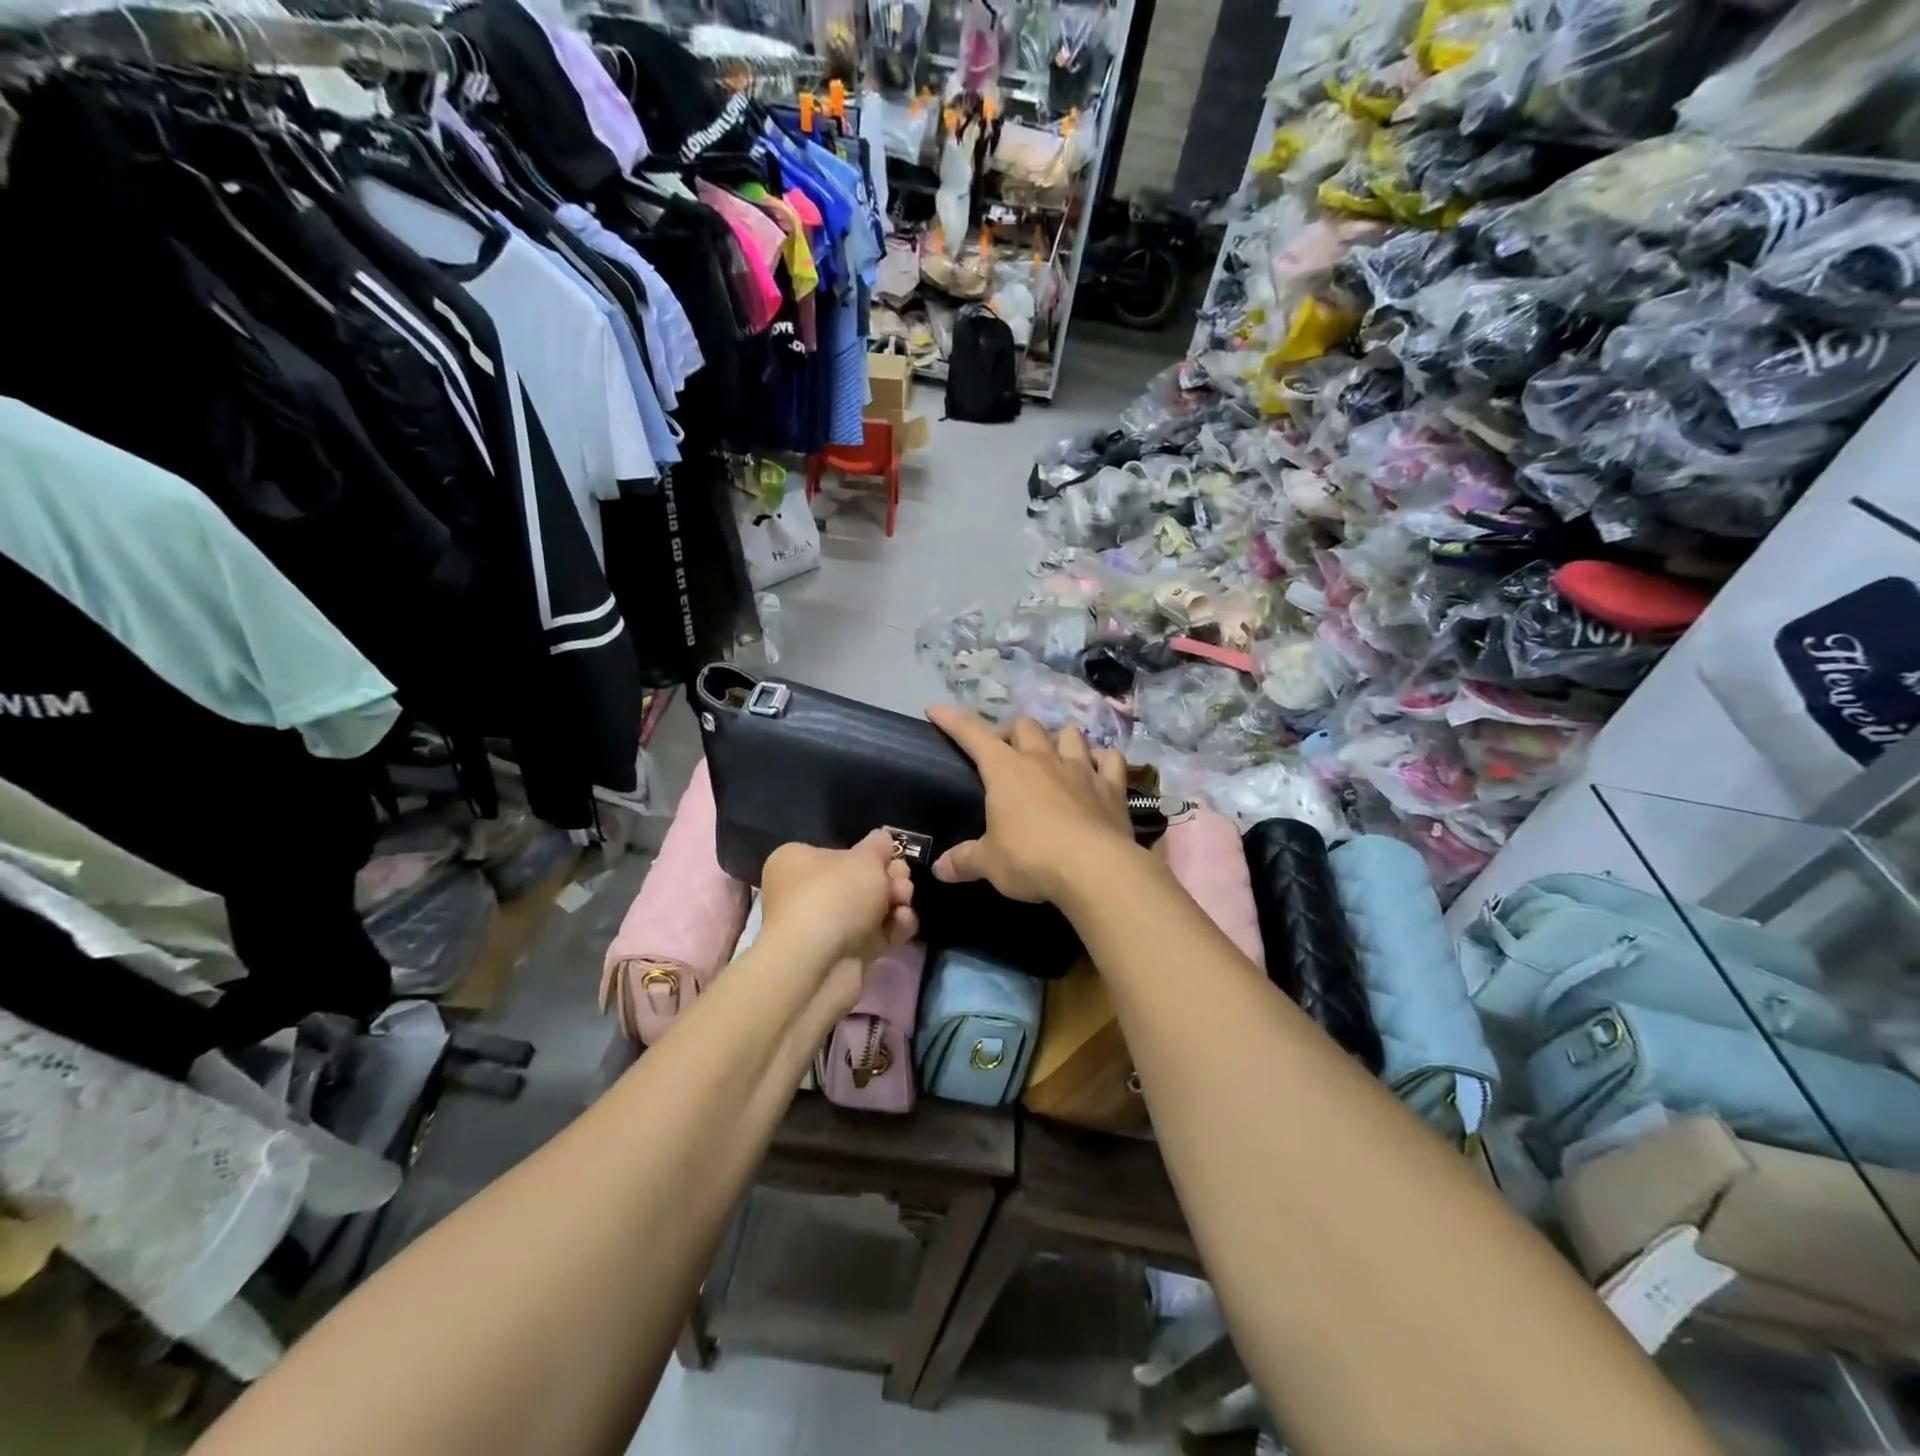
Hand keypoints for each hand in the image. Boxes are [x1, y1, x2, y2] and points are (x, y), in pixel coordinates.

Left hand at [759, 831, 918, 983]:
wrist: (818, 963)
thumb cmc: (835, 895)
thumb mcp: (865, 858)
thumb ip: (879, 846)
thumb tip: (883, 838)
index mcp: (797, 862)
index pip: (839, 853)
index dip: (870, 854)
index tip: (893, 856)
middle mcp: (804, 893)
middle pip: (859, 881)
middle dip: (889, 879)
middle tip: (902, 882)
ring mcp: (823, 927)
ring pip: (870, 909)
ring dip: (895, 902)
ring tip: (904, 902)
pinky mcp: (842, 955)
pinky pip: (874, 935)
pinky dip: (892, 928)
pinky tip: (904, 922)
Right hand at [927, 706, 1138, 904]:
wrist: (1094, 869)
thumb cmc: (1031, 859)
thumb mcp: (990, 864)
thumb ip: (964, 861)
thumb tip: (939, 869)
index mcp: (1005, 770)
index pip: (972, 734)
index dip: (952, 720)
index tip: (935, 710)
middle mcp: (1042, 759)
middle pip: (1024, 725)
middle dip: (1012, 732)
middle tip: (1007, 752)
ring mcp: (1081, 769)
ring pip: (1069, 734)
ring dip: (1058, 739)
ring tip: (1054, 755)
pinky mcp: (1111, 786)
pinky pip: (1110, 759)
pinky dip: (1102, 759)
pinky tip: (1099, 768)